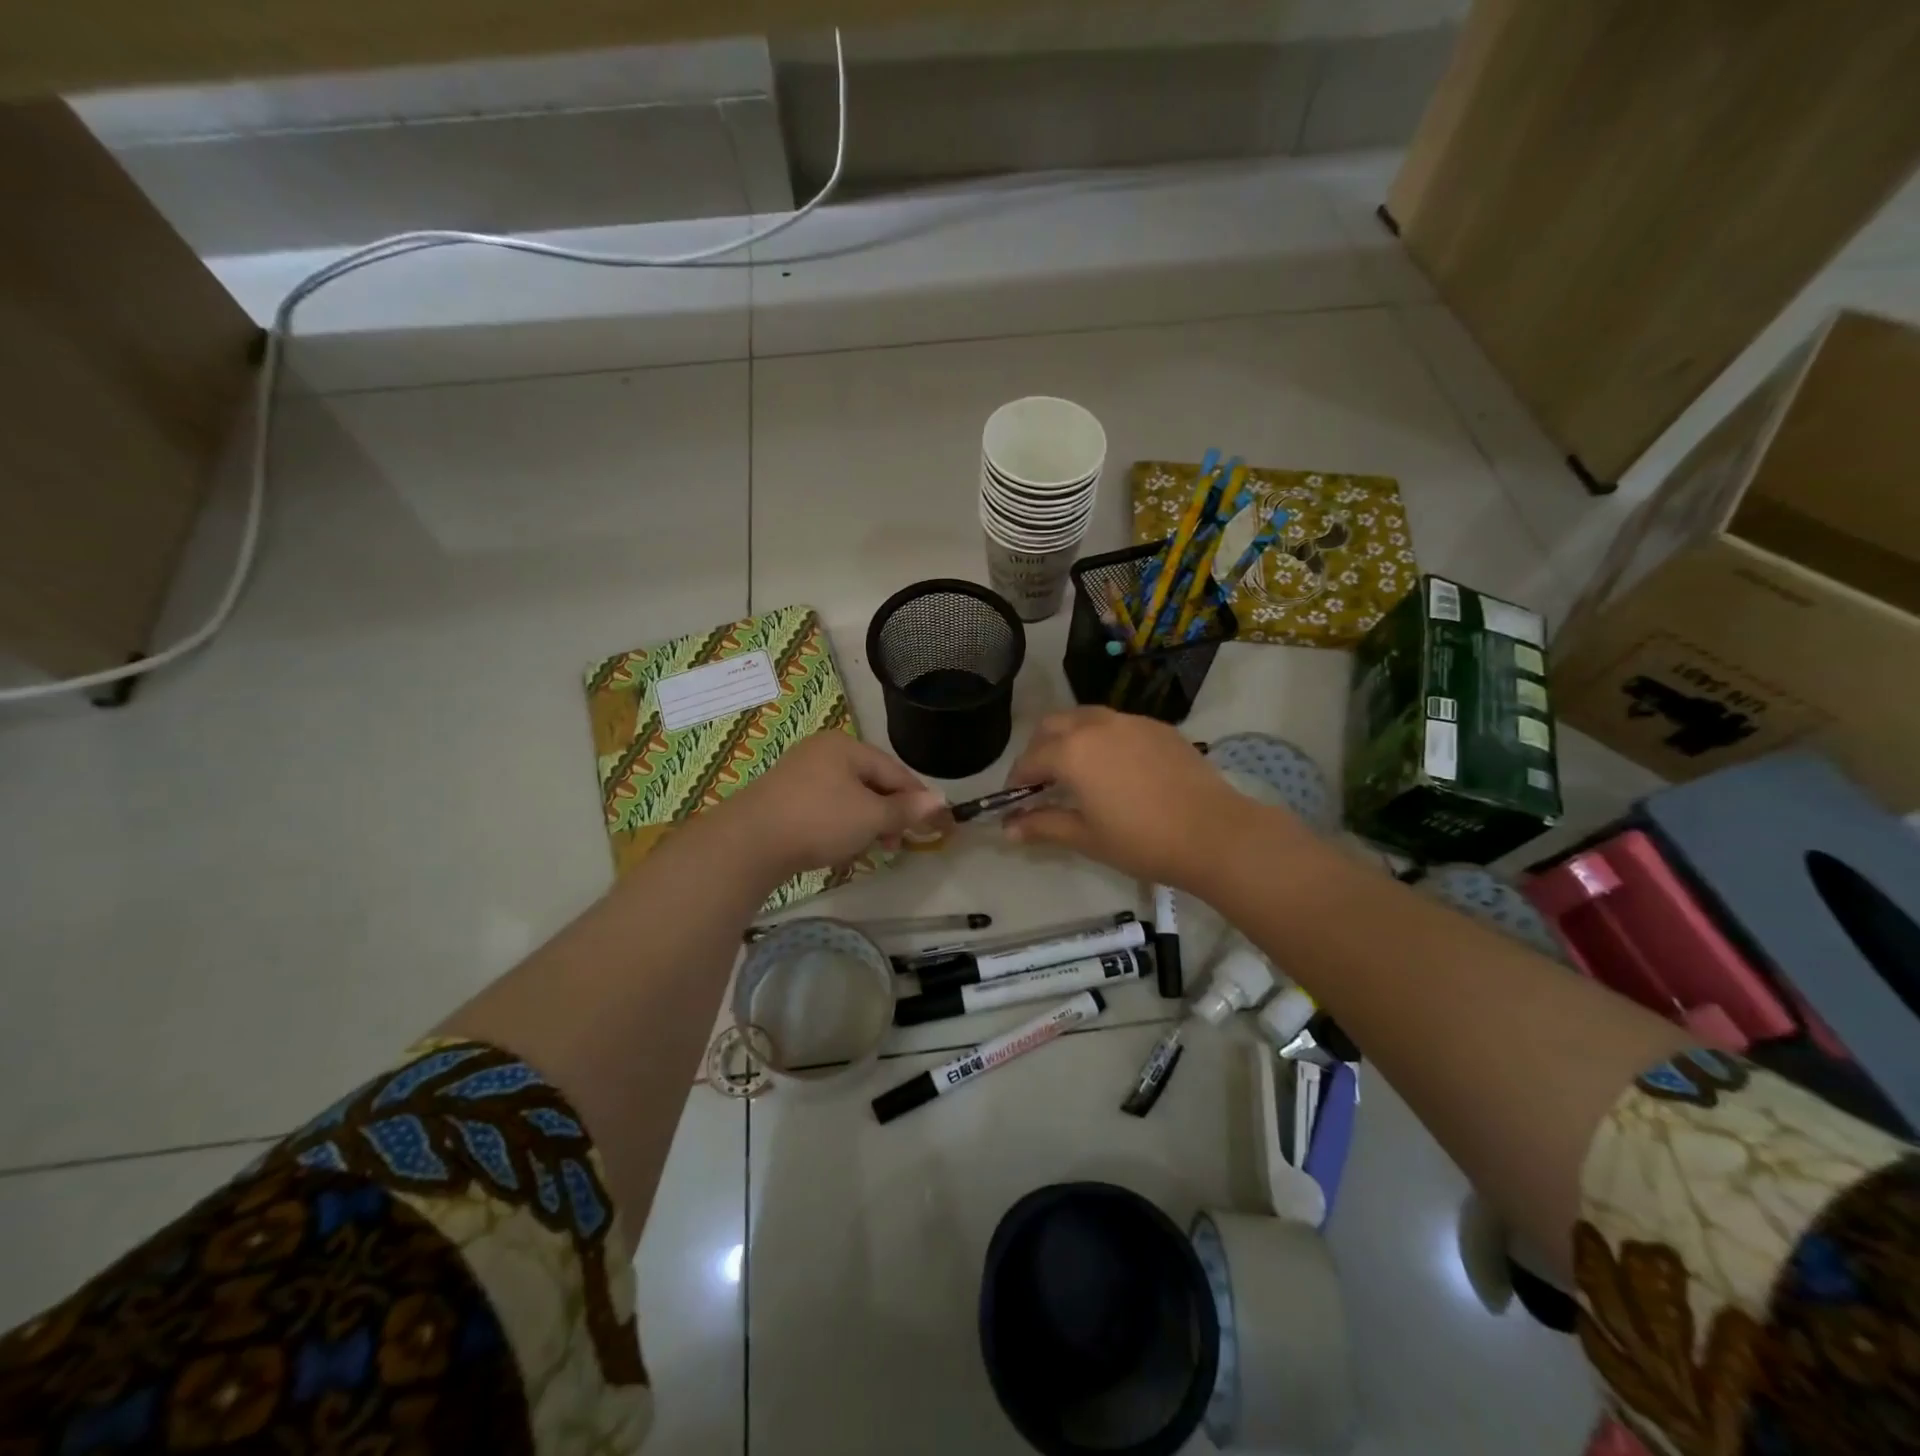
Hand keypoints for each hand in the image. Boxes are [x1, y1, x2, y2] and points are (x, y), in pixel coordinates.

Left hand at [721, 732, 947, 880]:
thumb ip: (906, 809)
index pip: (895, 771)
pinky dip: (841, 825)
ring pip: (849, 797)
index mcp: (846, 746)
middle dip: (890, 814)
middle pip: (872, 782)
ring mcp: (800, 774)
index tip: (936, 825)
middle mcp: (823, 752)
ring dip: (866, 822)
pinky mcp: (784, 798)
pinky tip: (841, 846)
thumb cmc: (819, 820)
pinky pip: (826, 807)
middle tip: (897, 843)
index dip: (918, 799)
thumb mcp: (870, 816)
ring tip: (870, 848)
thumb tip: (941, 801)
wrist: (749, 842)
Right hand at [1000, 708, 1318, 889]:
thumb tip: (1008, 829)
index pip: (1030, 759)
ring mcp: (1131, 721)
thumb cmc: (1142, 840)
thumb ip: (1043, 825)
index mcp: (1072, 751)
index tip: (1015, 801)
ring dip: (1070, 738)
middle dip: (1039, 749)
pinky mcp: (1158, 727)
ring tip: (1077, 771)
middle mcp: (1096, 725)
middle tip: (1042, 781)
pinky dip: (1102, 739)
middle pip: (1053, 726)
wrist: (1213, 833)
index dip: (1017, 780)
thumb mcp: (1086, 837)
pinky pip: (1117, 724)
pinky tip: (1116, 768)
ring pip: (1085, 718)